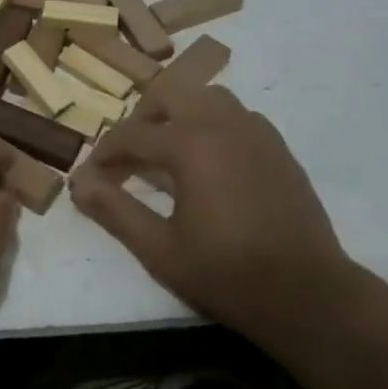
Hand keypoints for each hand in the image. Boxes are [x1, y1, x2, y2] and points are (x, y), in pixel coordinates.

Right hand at [70, 85, 364, 351]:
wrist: (309, 295)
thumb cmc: (228, 275)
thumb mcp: (161, 251)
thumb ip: (116, 212)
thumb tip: (78, 184)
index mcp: (189, 144)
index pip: (132, 135)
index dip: (105, 152)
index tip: (91, 174)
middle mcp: (221, 123)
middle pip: (169, 94)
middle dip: (142, 117)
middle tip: (130, 154)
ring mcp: (255, 130)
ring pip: (206, 96)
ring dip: (180, 113)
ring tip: (169, 149)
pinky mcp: (277, 145)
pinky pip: (236, 114)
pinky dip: (213, 123)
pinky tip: (212, 160)